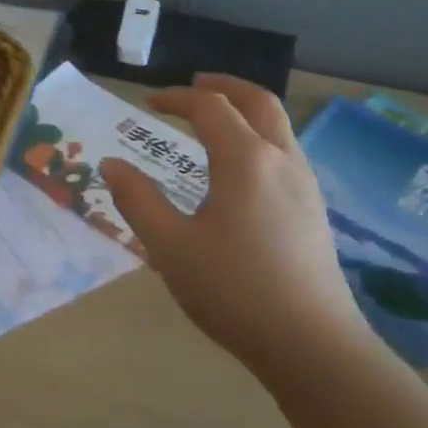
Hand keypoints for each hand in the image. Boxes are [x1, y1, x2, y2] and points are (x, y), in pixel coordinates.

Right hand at [100, 75, 363, 372]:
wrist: (310, 343)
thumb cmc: (232, 290)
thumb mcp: (169, 246)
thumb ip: (137, 200)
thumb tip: (112, 164)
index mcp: (244, 160)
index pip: (209, 107)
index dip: (176, 98)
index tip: (147, 103)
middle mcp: (280, 159)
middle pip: (258, 101)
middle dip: (225, 86)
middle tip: (194, 84)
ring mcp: (304, 183)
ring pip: (279, 125)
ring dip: (246, 109)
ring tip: (216, 119)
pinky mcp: (314, 208)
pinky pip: (286, 151)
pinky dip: (260, 135)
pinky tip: (241, 168)